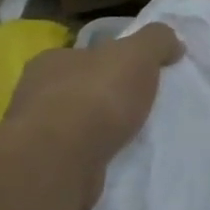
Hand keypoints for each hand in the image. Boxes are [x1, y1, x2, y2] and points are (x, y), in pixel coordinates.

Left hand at [0, 23, 183, 209]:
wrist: (61, 162)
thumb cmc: (95, 97)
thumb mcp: (137, 54)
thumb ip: (156, 41)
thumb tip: (173, 43)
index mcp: (52, 61)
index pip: (84, 55)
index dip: (111, 62)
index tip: (137, 74)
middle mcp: (36, 94)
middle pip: (79, 89)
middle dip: (105, 97)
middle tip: (139, 106)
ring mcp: (36, 134)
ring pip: (76, 125)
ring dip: (100, 130)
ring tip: (132, 137)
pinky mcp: (44, 168)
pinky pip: (76, 156)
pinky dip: (94, 156)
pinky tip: (116, 161)